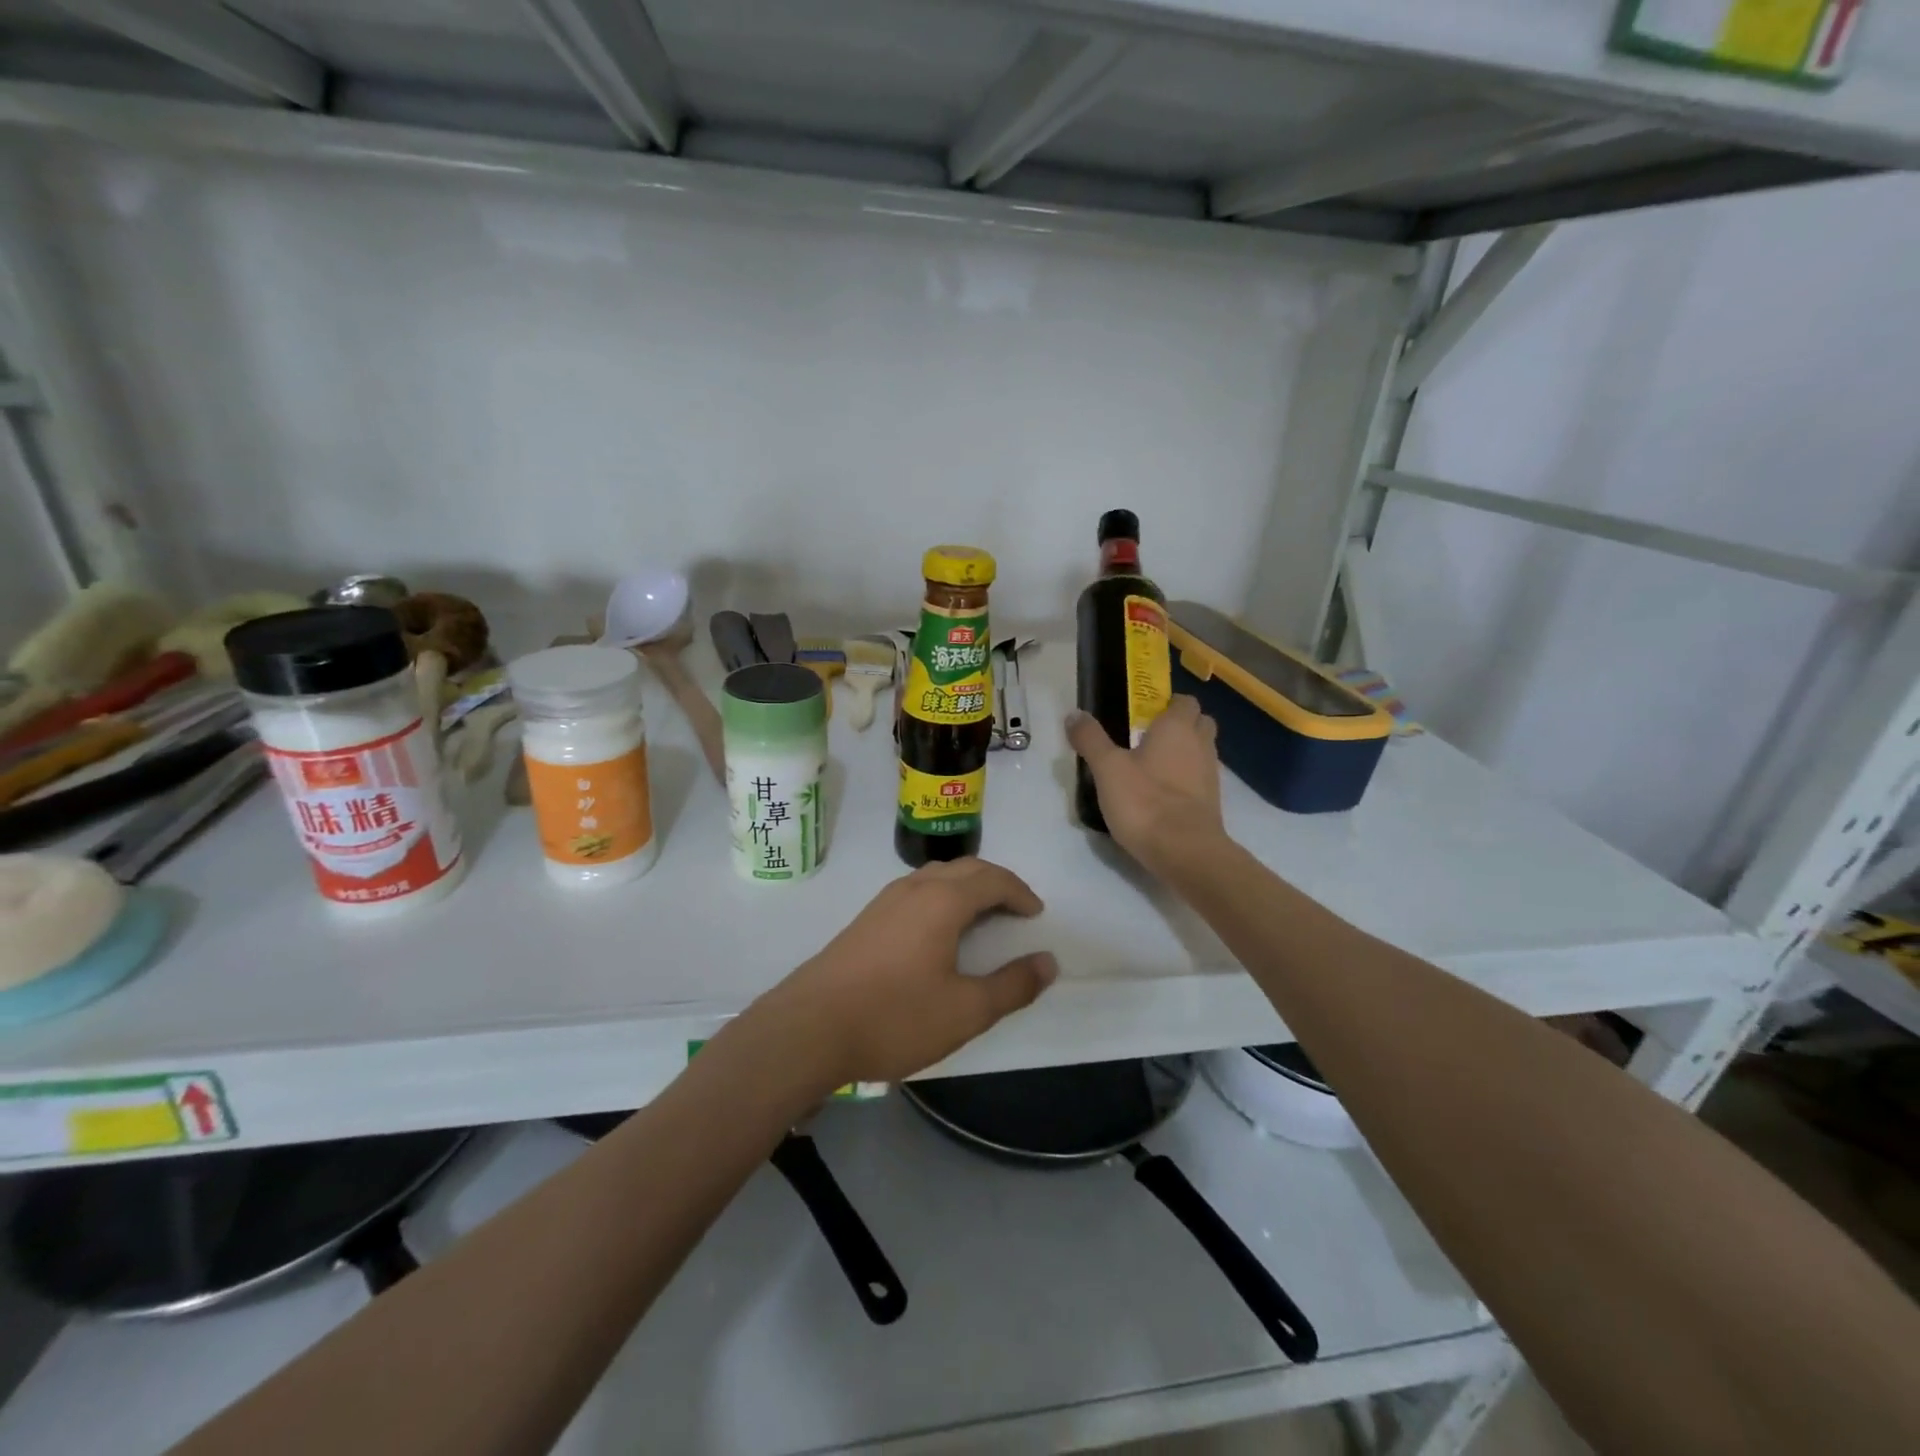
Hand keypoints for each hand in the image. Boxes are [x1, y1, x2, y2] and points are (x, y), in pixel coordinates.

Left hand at [756, 859, 1056, 1088]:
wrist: (809, 1028)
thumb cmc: (895, 1016)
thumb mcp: (966, 1011)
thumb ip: (1012, 986)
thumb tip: (1048, 962)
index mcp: (942, 901)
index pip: (992, 879)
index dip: (1020, 892)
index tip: (1036, 914)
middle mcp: (913, 889)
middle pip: (964, 869)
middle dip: (996, 883)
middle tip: (1015, 910)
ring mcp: (884, 902)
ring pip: (935, 877)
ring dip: (965, 887)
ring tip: (981, 917)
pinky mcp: (865, 920)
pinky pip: (914, 892)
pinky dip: (940, 898)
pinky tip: (936, 932)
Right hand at [1066, 696, 1226, 874]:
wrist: (1186, 852)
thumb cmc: (1145, 802)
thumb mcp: (1107, 769)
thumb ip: (1091, 739)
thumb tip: (1074, 714)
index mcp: (1177, 728)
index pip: (1184, 700)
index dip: (1167, 703)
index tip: (1143, 713)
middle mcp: (1200, 745)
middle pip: (1200, 722)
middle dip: (1180, 724)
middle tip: (1148, 736)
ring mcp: (1210, 775)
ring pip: (1201, 751)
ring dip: (1183, 753)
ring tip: (1151, 766)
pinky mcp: (1211, 803)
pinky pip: (1200, 779)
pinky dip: (1185, 780)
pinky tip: (1161, 794)